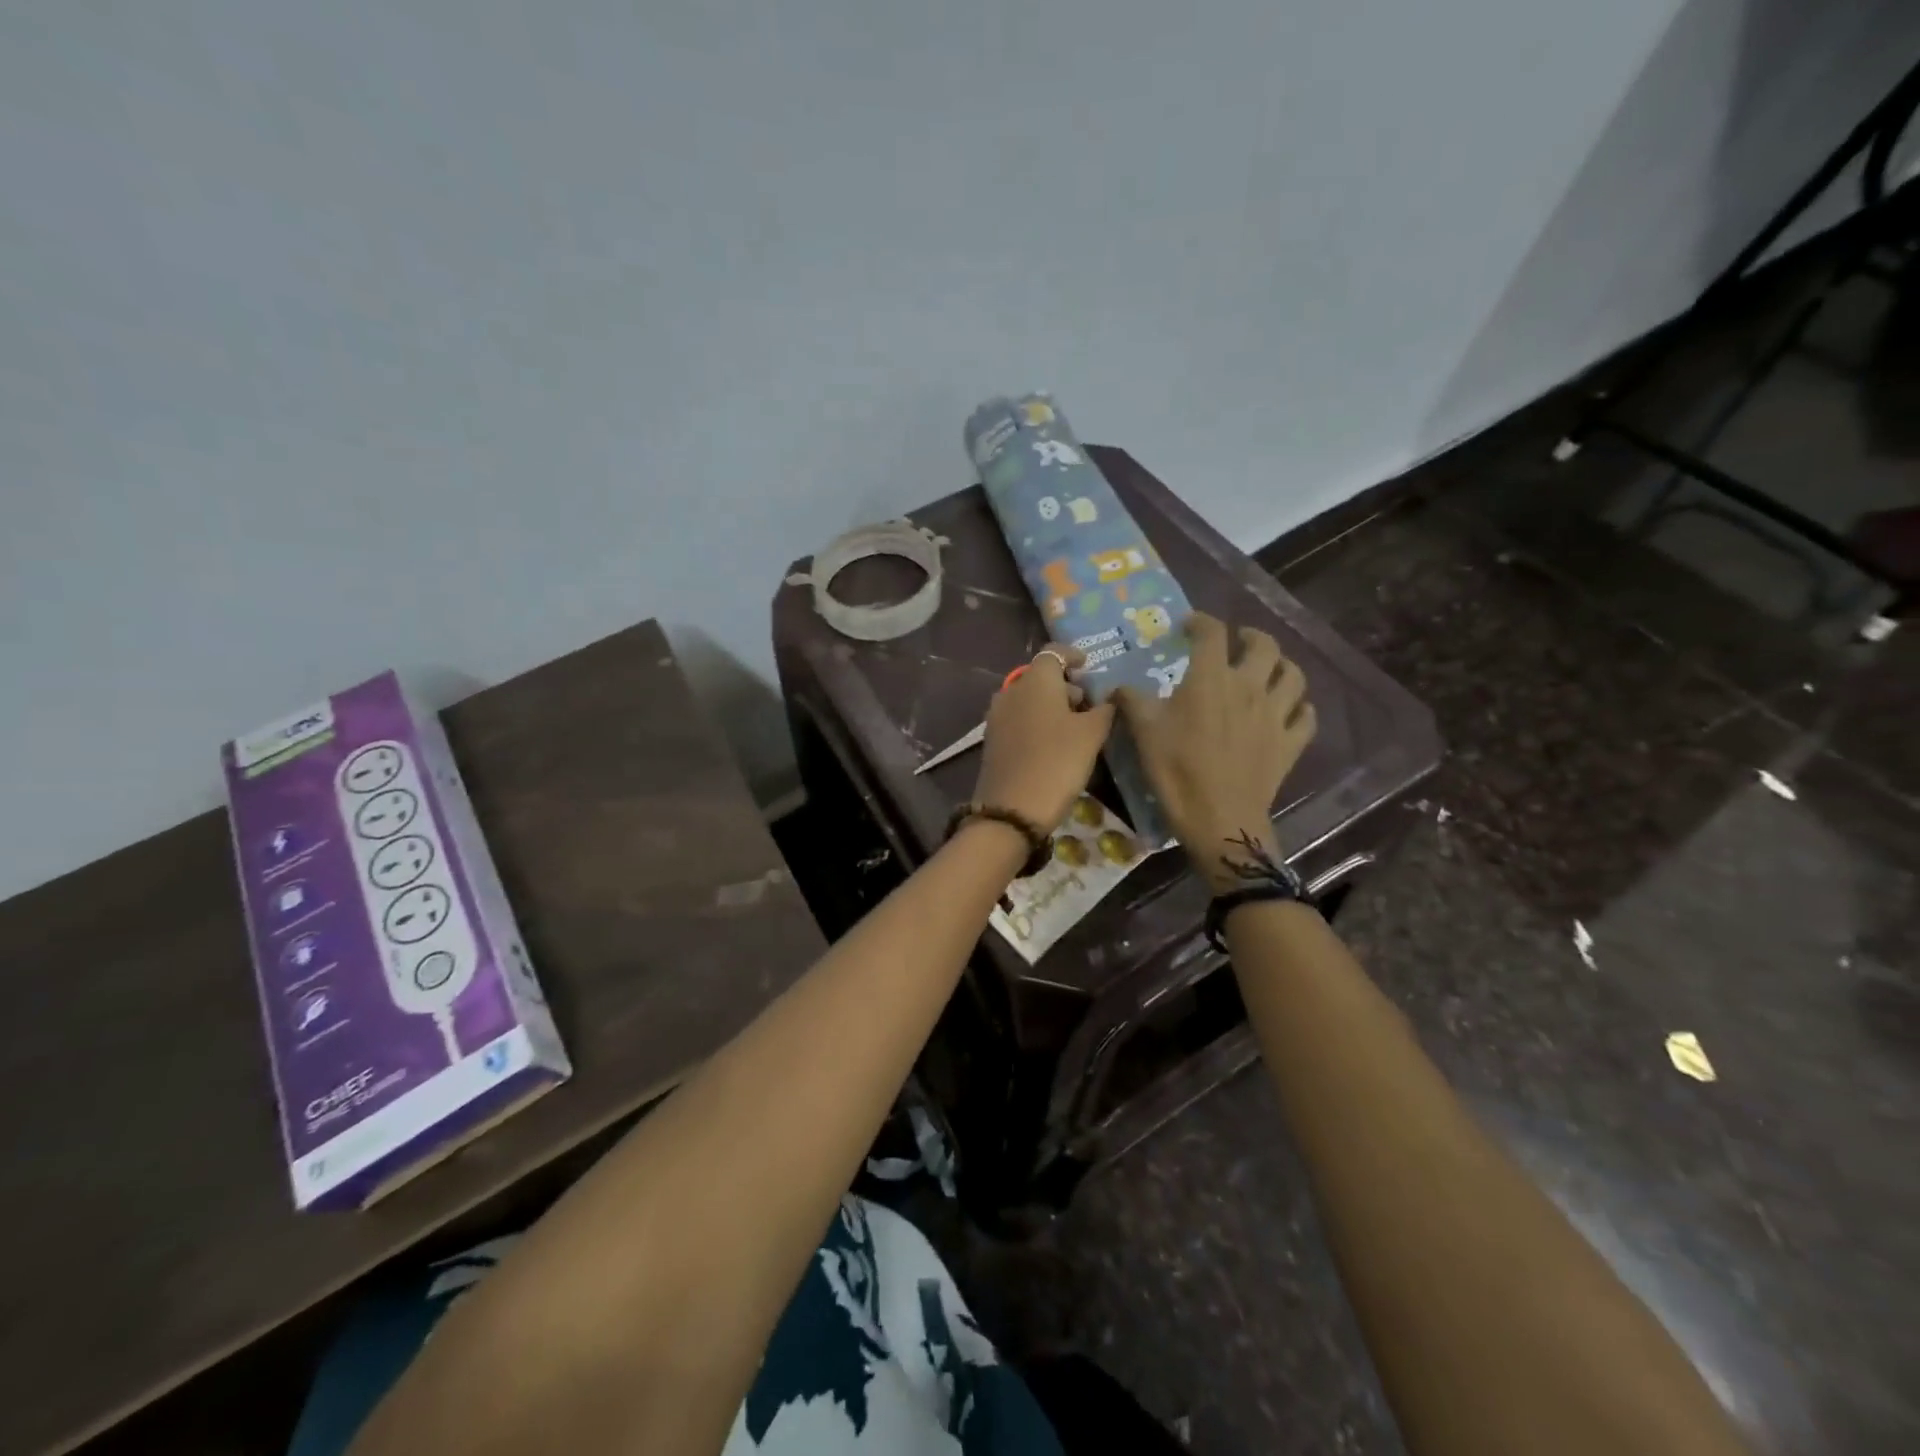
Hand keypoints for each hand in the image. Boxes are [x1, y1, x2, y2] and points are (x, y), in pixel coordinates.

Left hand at [973, 647, 1116, 831]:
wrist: (1012, 810)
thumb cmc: (1057, 762)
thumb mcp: (1091, 735)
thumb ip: (1104, 709)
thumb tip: (1109, 697)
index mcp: (1035, 680)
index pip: (1053, 652)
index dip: (1073, 656)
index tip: (1089, 666)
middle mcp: (1011, 691)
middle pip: (1040, 676)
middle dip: (1065, 684)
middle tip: (1089, 703)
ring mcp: (997, 716)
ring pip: (1028, 698)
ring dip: (1051, 705)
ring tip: (1075, 726)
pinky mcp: (992, 740)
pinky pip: (1019, 719)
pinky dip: (1037, 721)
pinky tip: (1054, 743)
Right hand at [1115, 612, 1315, 890]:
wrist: (1219, 819)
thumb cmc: (1177, 771)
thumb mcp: (1143, 732)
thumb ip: (1131, 701)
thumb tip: (1117, 687)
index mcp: (1211, 679)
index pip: (1212, 633)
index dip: (1200, 621)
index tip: (1189, 626)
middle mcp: (1250, 687)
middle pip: (1265, 645)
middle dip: (1250, 636)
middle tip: (1237, 641)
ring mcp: (1276, 715)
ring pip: (1294, 675)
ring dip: (1281, 666)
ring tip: (1267, 670)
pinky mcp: (1290, 743)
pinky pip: (1306, 715)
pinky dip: (1300, 707)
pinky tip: (1288, 710)